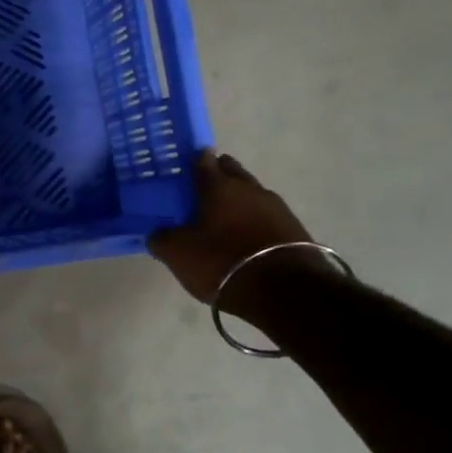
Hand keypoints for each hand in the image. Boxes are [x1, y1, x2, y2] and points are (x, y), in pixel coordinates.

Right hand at [149, 151, 317, 319]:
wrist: (285, 291)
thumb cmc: (221, 262)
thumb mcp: (178, 253)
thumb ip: (162, 238)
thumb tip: (157, 233)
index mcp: (219, 186)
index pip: (203, 161)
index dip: (192, 160)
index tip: (183, 165)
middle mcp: (249, 188)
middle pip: (232, 172)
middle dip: (218, 175)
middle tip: (200, 189)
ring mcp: (276, 207)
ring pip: (251, 193)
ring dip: (238, 200)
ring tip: (222, 216)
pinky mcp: (294, 228)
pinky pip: (266, 215)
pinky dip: (253, 219)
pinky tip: (245, 235)